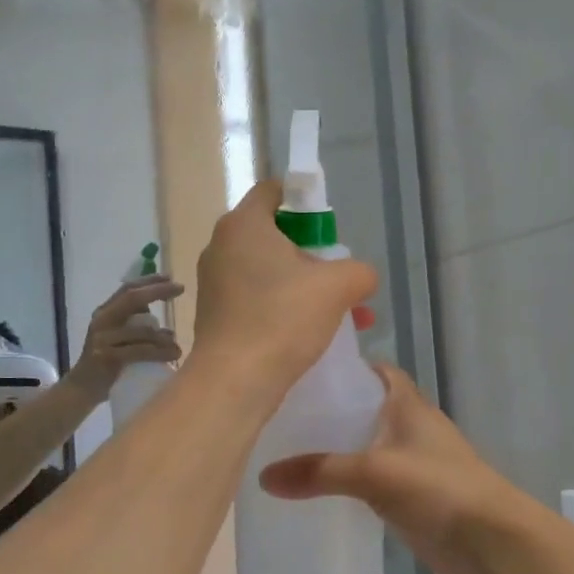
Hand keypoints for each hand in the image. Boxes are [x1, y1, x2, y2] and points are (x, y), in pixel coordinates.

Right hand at [67, 276, 184, 396]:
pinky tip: (173, 355)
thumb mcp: (119, 339)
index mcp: (105, 312)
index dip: (149, 281)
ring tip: (178, 347)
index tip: (171, 278)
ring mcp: (102, 338)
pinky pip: (140, 351)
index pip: (127, 289)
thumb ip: (137, 328)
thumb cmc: (108, 363)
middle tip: (180, 289)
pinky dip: (159, 353)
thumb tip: (167, 329)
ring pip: (141, 330)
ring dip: (164, 337)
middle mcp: (102, 320)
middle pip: (132, 298)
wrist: (82, 390)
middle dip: (157, 291)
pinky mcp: (106, 357)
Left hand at [192, 180, 376, 395]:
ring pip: (268, 271)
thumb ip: (359, 271)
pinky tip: (310, 334)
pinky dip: (282, 307)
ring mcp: (213, 282)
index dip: (305, 201)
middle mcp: (221, 246)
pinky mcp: (214, 314)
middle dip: (312, 254)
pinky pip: (255, 298)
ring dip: (303, 286)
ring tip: (339, 314)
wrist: (234, 381)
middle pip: (274, 234)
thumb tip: (360, 277)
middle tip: (338, 276)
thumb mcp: (339, 286)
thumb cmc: (283, 319)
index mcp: (244, 224)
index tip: (329, 229)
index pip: (274, 191)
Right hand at [259, 366, 523, 573]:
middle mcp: (407, 425)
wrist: (492, 542)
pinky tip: (312, 491)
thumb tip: (264, 477)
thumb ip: (321, 472)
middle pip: (360, 408)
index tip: (298, 374)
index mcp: (405, 403)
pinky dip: (344, 481)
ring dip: (332, 448)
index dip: (339, 368)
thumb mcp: (375, 473)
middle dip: (325, 411)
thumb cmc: (439, 489)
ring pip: (362, 445)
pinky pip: (367, 479)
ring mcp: (409, 461)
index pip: (370, 370)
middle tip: (277, 418)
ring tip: (283, 453)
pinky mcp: (408, 495)